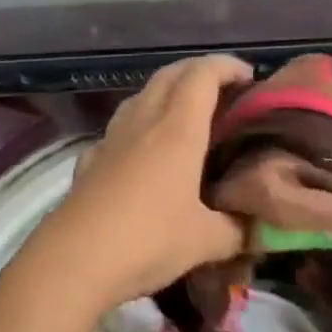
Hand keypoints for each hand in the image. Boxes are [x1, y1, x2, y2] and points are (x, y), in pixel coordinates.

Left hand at [26, 54, 253, 314]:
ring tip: (186, 114)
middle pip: (170, 74)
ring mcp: (111, 140)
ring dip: (166, 92)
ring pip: (141, 96)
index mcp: (178, 129)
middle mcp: (144, 122)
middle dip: (199, 71)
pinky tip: (141, 151)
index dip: (228, 66)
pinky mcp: (89, 162)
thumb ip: (238, 229)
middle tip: (224, 90)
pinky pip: (117, 129)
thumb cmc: (146, 241)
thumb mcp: (205, 241)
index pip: (203, 74)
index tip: (250, 78)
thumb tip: (261, 228)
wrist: (70, 265)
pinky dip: (137, 126)